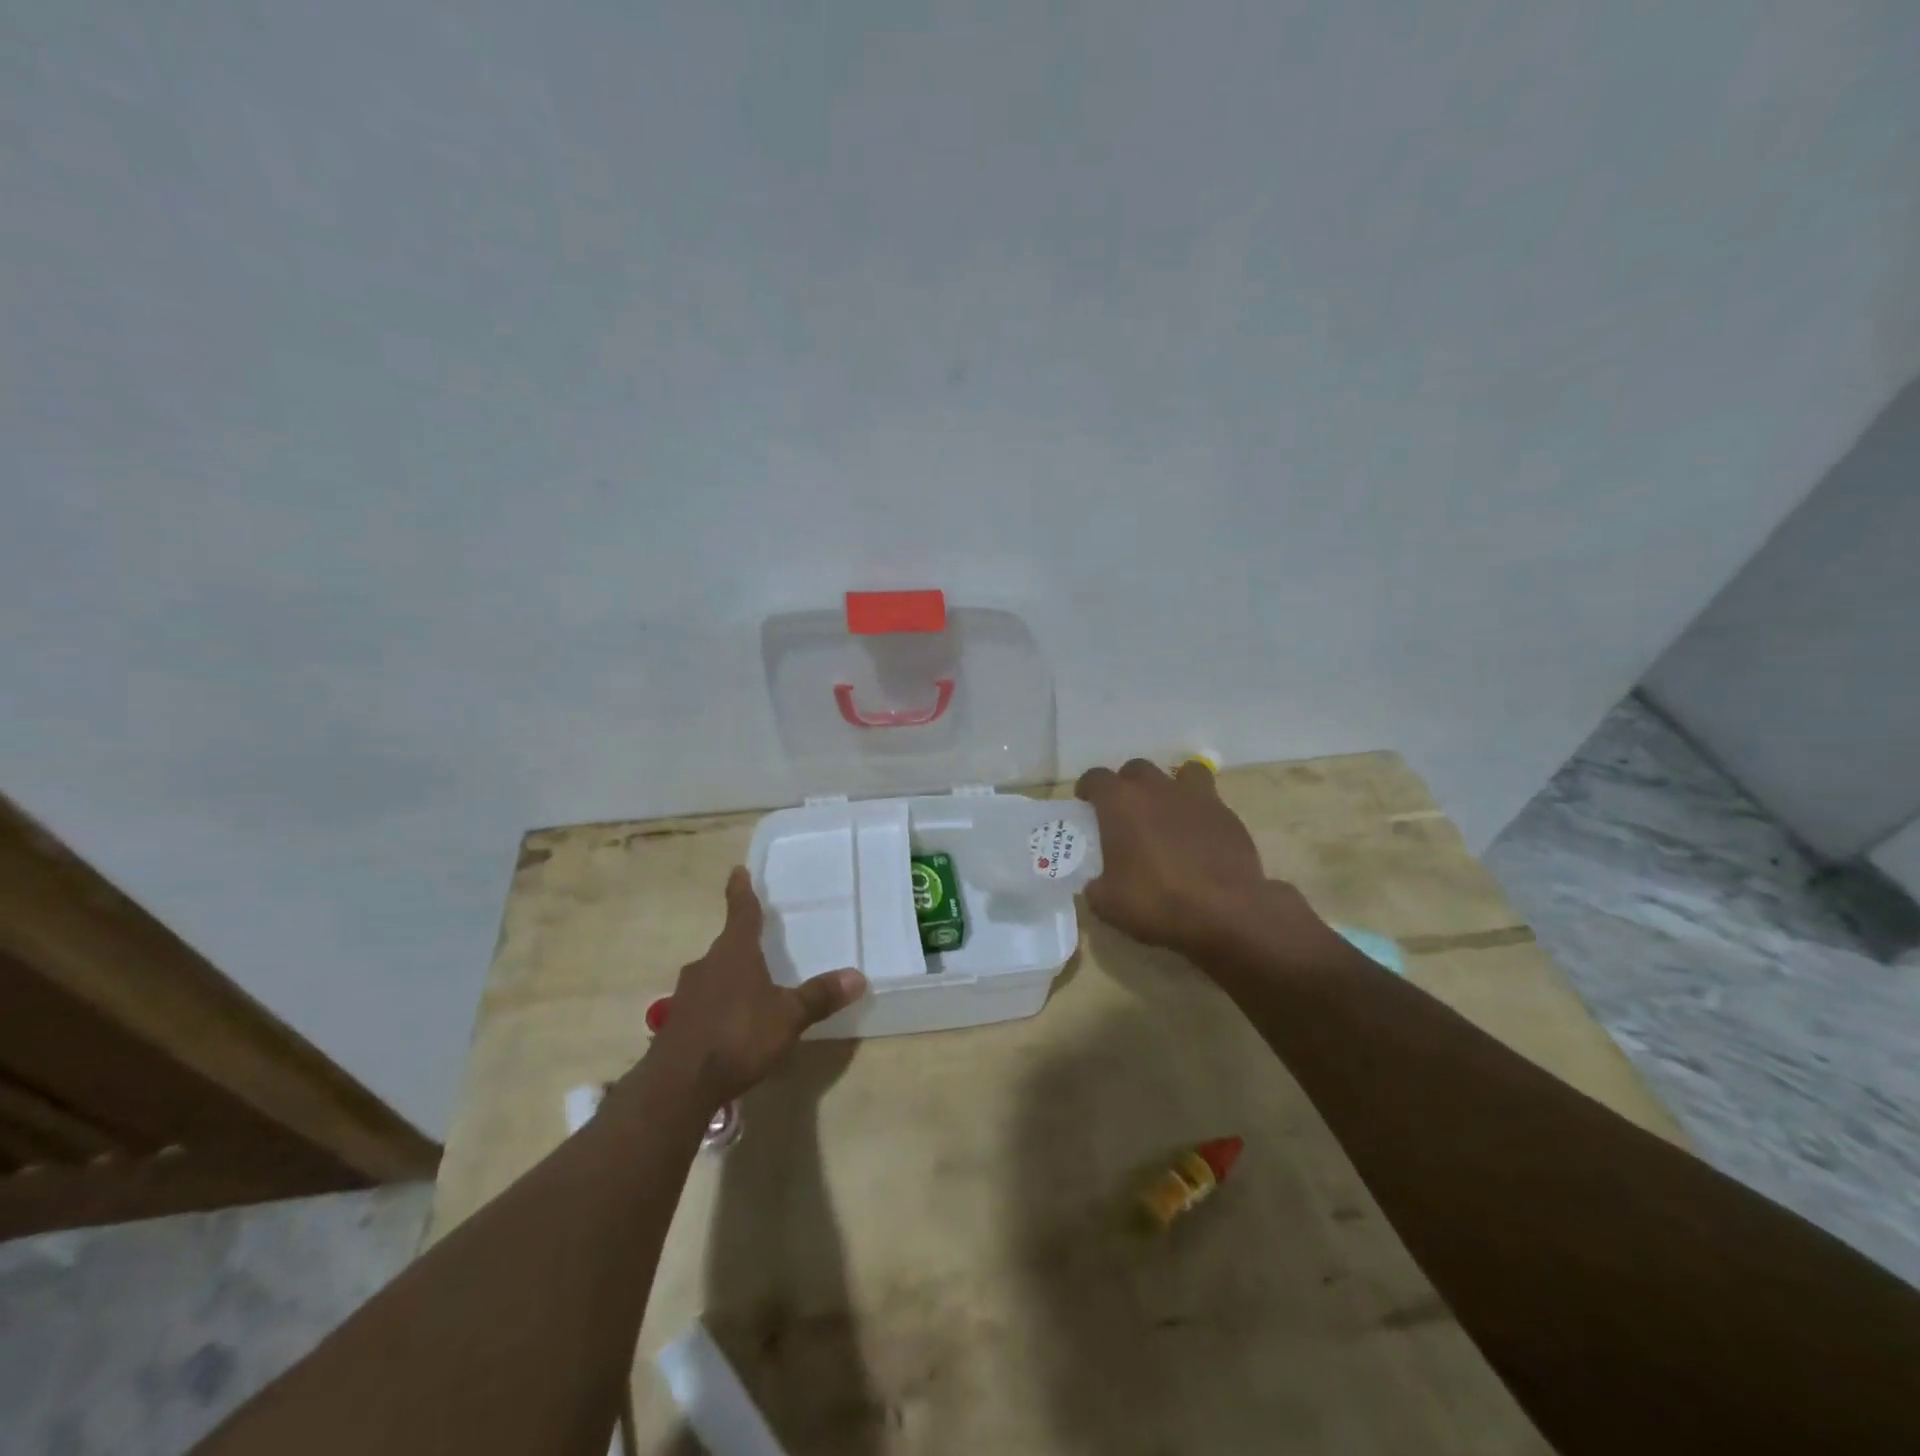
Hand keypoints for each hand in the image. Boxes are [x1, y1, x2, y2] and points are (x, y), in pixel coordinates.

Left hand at [647, 868, 865, 1107]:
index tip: (737, 870)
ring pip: (713, 975)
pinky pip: (703, 1003)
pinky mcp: (676, 1023)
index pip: (741, 912)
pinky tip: (730, 1024)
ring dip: (729, 977)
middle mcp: (707, 965)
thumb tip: (858, 976)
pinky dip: (718, 1005)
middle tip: (759, 942)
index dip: (741, 891)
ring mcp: (686, 995)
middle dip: (742, 944)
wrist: (678, 1085)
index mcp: (735, 953)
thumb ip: (819, 996)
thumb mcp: (788, 1017)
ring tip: (750, 989)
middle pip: (726, 946)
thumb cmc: (738, 1037)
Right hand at [1074, 758, 1269, 957]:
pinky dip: (1200, 812)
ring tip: (1168, 811)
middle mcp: (1157, 789)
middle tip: (1126, 812)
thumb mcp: (1108, 904)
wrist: (1226, 912)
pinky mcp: (1227, 815)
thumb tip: (1097, 884)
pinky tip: (1199, 838)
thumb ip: (1096, 886)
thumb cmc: (1157, 902)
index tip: (1086, 804)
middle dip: (1127, 785)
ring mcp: (1196, 798)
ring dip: (1170, 785)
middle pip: (1136, 769)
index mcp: (1120, 803)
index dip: (1088, 788)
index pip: (1096, 777)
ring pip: (1182, 772)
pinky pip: (1209, 801)